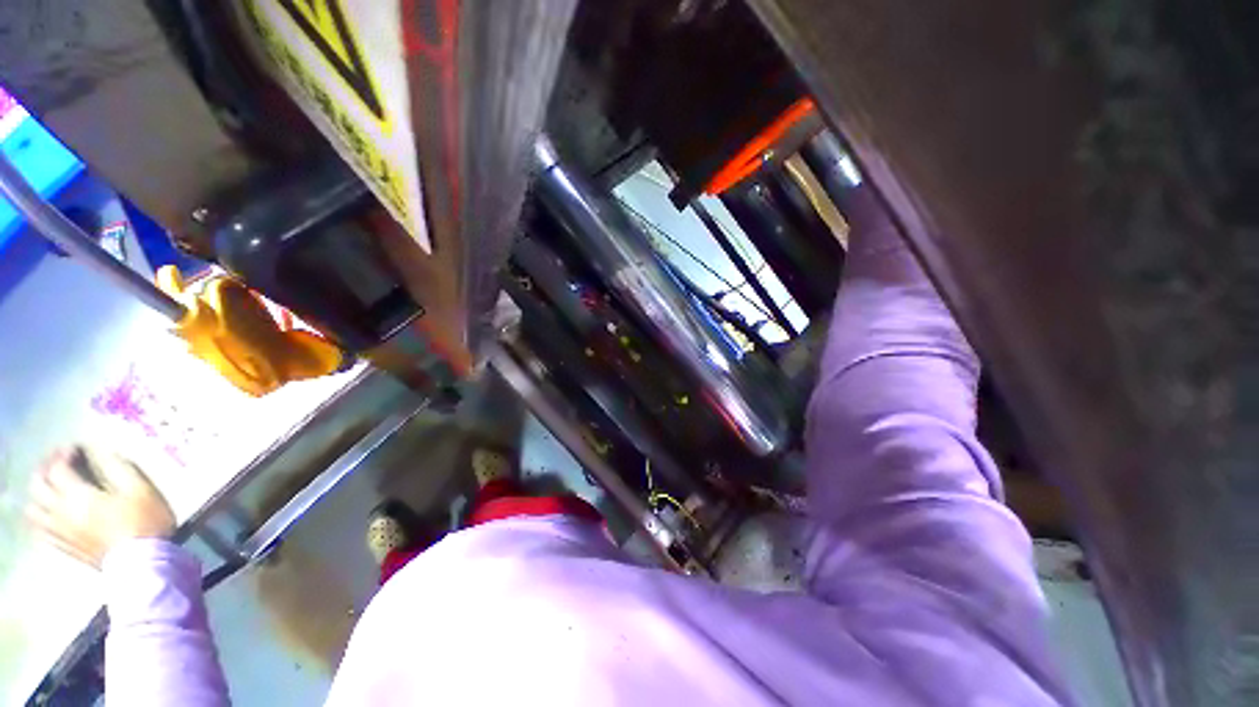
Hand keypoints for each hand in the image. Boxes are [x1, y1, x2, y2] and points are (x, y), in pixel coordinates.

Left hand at [27, 446, 175, 567]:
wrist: (143, 562)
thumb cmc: (144, 521)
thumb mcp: (140, 488)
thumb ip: (119, 467)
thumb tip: (102, 450)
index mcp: (78, 495)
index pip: (58, 468)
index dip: (63, 454)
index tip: (75, 447)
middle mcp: (61, 511)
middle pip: (38, 486)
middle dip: (44, 470)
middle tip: (56, 462)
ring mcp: (60, 532)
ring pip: (33, 509)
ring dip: (36, 494)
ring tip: (48, 487)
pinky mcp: (64, 545)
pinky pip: (40, 531)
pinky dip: (39, 517)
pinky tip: (47, 515)